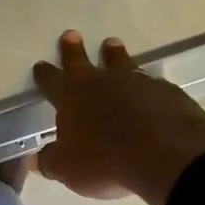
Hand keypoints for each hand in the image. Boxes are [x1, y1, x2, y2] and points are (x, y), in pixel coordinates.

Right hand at [33, 31, 204, 204]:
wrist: (164, 155)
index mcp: (71, 97)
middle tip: (71, 35)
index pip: (51, 81)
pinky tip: (149, 87)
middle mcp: (101, 82)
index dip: (44, 74)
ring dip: (114, 55)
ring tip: (112, 44)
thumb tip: (39, 159)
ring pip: (120, 63)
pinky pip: (151, 83)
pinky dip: (146, 84)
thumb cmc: (104, 161)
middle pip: (82, 61)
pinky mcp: (165, 91)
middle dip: (74, 50)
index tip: (40, 66)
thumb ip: (51, 161)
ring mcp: (136, 83)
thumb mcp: (67, 169)